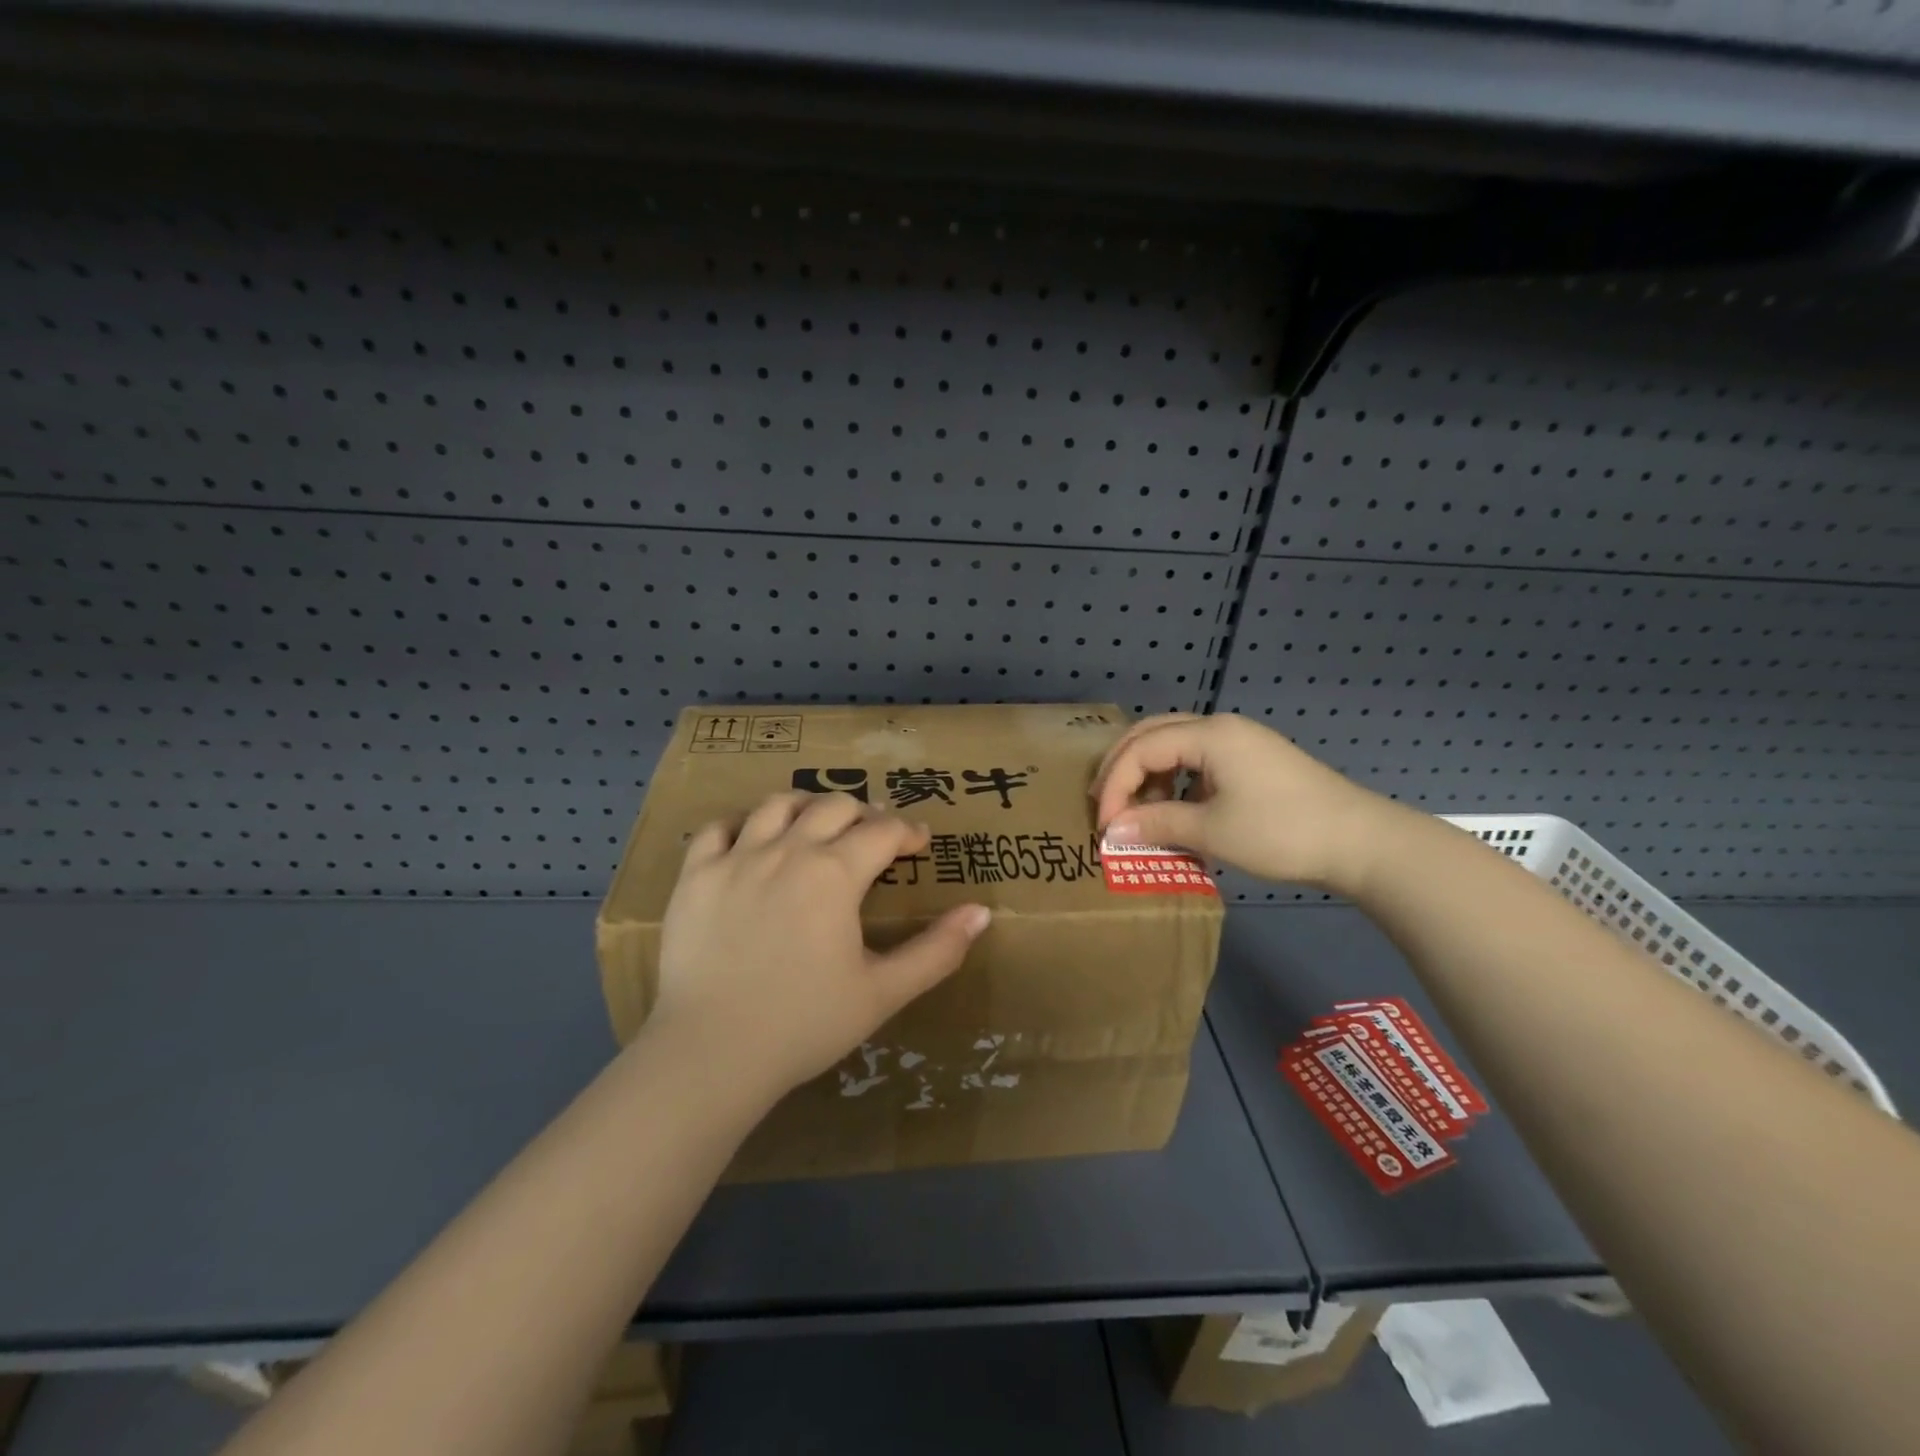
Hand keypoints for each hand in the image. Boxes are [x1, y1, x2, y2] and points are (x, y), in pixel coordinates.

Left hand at [652, 790, 991, 1102]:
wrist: (712, 1053)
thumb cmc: (805, 1023)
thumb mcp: (884, 992)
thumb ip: (937, 951)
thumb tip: (982, 912)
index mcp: (835, 873)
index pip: (883, 831)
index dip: (908, 832)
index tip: (920, 843)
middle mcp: (788, 850)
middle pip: (833, 806)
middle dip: (863, 813)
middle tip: (873, 835)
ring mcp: (735, 858)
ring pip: (777, 805)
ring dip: (806, 806)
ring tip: (816, 824)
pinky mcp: (695, 876)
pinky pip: (717, 828)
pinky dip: (741, 824)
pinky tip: (751, 838)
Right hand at [1090, 713, 1400, 892]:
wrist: (1360, 841)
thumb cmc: (1281, 831)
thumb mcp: (1212, 831)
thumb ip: (1157, 824)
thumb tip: (1112, 832)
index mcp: (1208, 734)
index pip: (1141, 749)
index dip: (1115, 785)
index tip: (1105, 826)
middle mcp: (1220, 727)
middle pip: (1152, 734)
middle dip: (1123, 768)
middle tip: (1104, 803)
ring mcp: (1240, 742)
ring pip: (1175, 746)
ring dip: (1149, 776)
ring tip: (1138, 812)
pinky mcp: (1252, 761)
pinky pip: (1198, 761)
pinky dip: (1177, 782)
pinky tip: (1177, 811)